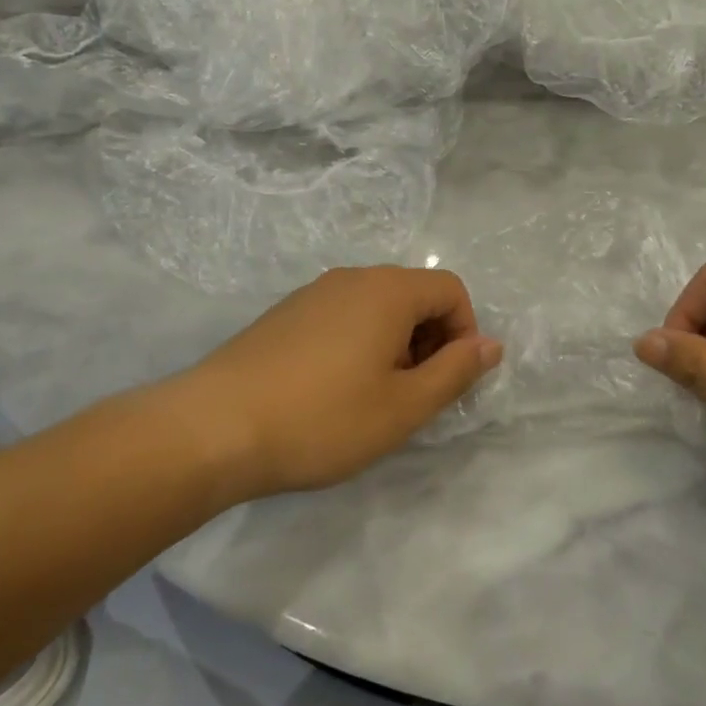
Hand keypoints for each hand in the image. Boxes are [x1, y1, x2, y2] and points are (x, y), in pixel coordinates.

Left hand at [177, 267, 502, 499]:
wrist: (214, 427)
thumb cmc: (322, 418)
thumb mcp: (404, 406)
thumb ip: (456, 371)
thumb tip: (491, 344)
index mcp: (388, 290)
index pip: (451, 290)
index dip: (464, 334)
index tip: (445, 382)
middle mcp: (352, 278)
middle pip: (414, 296)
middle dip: (429, 342)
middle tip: (411, 397)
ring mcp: (313, 293)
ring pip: (376, 309)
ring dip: (393, 347)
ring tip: (371, 400)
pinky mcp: (285, 315)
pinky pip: (342, 318)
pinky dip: (357, 346)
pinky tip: (331, 393)